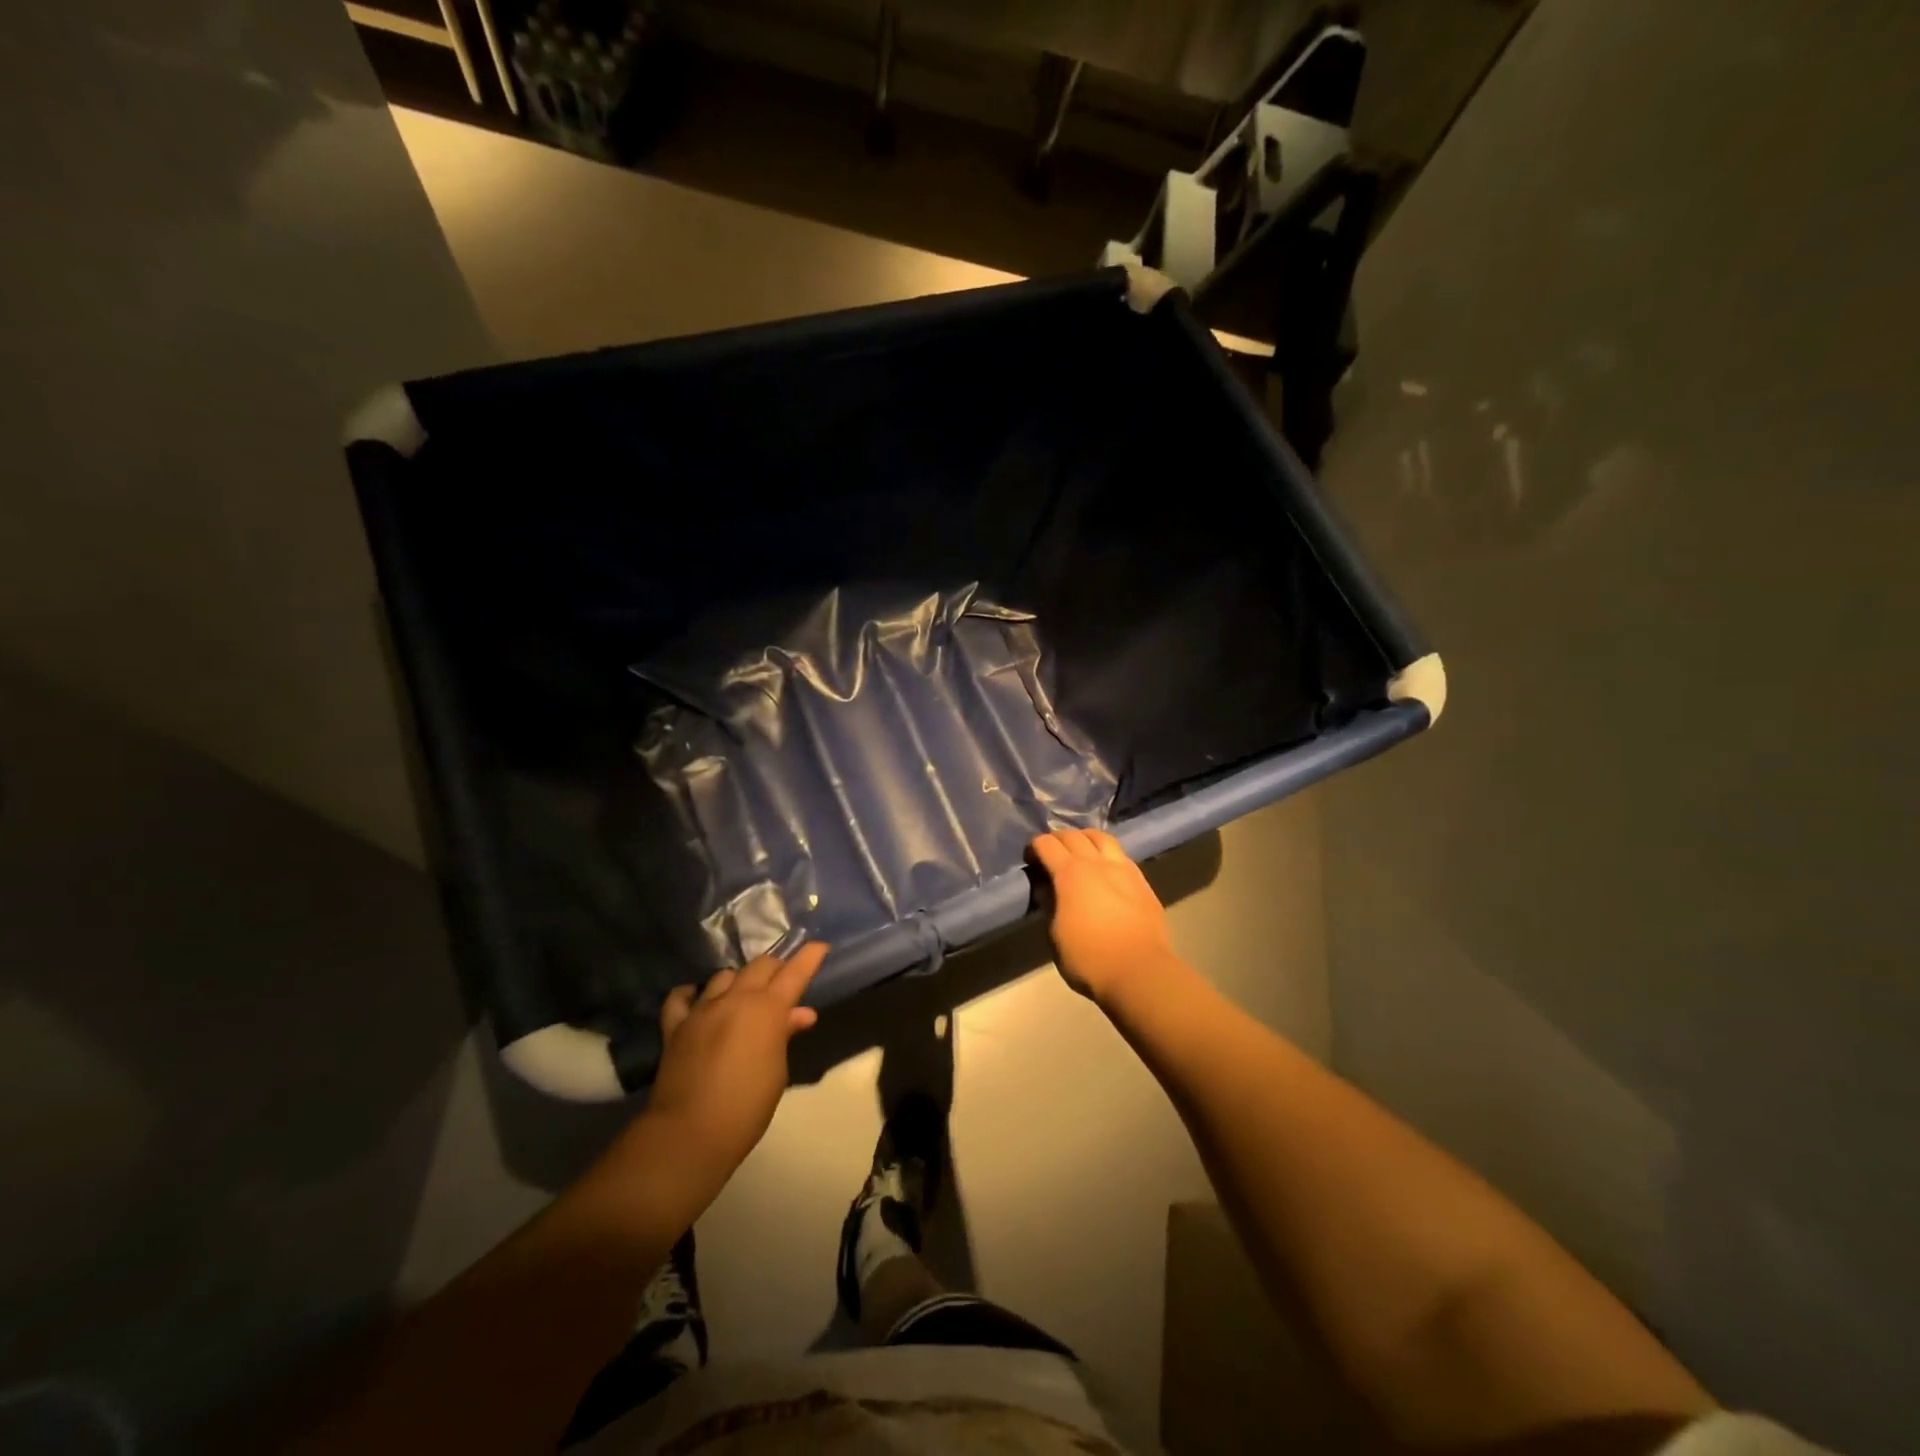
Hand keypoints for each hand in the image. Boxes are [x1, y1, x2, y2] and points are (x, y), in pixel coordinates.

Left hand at [647, 943, 827, 1176]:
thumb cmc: (747, 1107)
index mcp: (768, 1010)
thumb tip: (800, 1014)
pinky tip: (697, 999)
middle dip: (776, 967)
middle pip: (760, 966)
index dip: (809, 957)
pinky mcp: (675, 1026)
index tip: (820, 946)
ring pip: (724, 976)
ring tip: (744, 993)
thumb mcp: (777, 1071)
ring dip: (739, 980)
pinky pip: (681, 998)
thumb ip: (785, 1035)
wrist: (691, 1132)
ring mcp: (703, 1010)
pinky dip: (691, 994)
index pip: (794, 973)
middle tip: (784, 978)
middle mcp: (736, 1000)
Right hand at [1029, 829, 1177, 1003]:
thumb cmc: (1089, 959)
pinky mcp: (1141, 881)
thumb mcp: (1055, 936)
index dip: (1034, 847)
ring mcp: (1123, 869)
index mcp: (1070, 874)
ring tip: (1080, 851)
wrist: (1140, 972)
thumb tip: (1046, 888)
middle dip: (1057, 839)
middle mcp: (1096, 863)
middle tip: (1051, 854)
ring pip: (1101, 837)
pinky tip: (1105, 869)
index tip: (1030, 860)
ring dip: (1085, 838)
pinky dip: (1107, 853)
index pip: (1046, 844)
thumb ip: (1050, 905)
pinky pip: (1121, 855)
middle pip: (1073, 835)